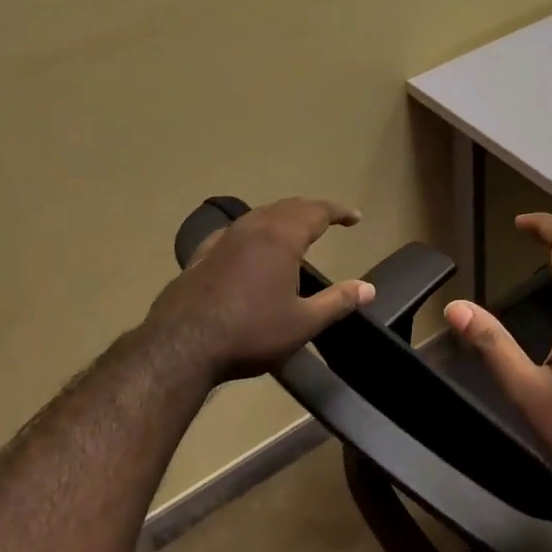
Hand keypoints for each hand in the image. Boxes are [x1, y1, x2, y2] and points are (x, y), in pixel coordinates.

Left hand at [148, 197, 375, 381]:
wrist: (182, 345)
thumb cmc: (251, 332)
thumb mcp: (303, 322)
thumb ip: (338, 301)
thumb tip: (369, 288)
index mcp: (281, 238)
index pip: (317, 211)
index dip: (339, 212)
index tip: (355, 218)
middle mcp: (253, 228)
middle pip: (288, 207)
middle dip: (312, 210)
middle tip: (330, 219)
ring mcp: (224, 239)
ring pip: (260, 215)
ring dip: (283, 217)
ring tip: (296, 230)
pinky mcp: (202, 253)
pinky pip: (237, 231)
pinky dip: (256, 231)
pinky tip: (251, 246)